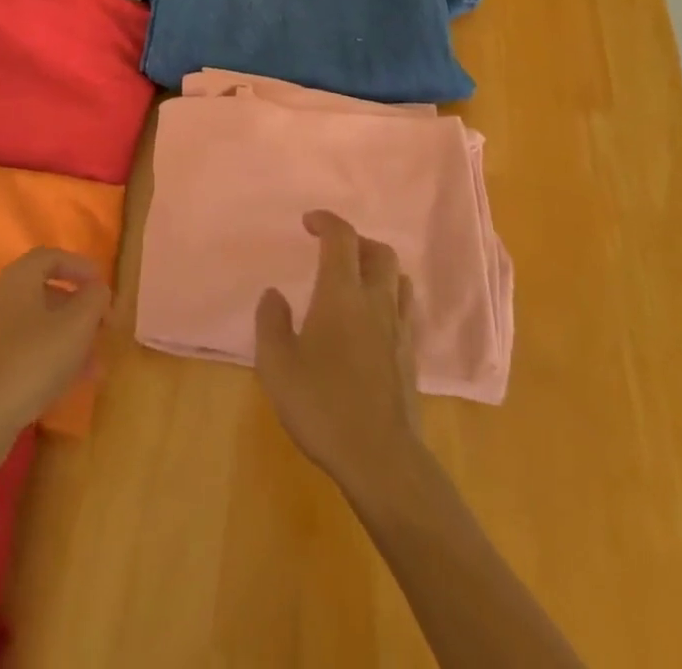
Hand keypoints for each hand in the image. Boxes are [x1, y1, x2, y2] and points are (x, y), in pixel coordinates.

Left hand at [0, 248, 110, 454]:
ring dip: (68, 338)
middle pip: (44, 292)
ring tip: (95, 364)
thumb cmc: (32, 361)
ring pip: (37, 325)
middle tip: (102, 327)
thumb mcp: (76, 325)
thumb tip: (97, 290)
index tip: (102, 285)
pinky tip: (70, 383)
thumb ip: (94, 300)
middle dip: (78, 308)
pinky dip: (50, 358)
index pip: (51, 256)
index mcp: (18, 279)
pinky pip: (25, 350)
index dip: (80, 266)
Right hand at [255, 210, 421, 497]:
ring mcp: (399, 328)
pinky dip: (388, 297)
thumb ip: (271, 322)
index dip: (326, 221)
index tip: (308, 222)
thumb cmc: (322, 406)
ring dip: (376, 267)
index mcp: (341, 294)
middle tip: (332, 250)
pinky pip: (404, 308)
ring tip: (354, 280)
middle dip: (356, 241)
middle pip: (378, 251)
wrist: (381, 459)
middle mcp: (375, 301)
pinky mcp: (410, 355)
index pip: (341, 238)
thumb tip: (274, 294)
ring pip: (397, 277)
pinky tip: (371, 320)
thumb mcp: (276, 365)